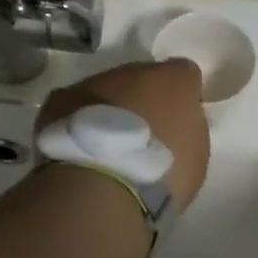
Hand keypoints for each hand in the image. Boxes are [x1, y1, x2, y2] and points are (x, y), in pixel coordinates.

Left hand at [35, 58, 210, 210]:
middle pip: (144, 78)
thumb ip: (189, 129)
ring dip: (111, 109)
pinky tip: (80, 147)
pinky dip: (80, 120)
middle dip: (144, 100)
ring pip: (107, 89)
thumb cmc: (161, 173)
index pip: (185, 74)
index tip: (179, 121)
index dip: (183, 95)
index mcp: (175, 81)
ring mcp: (95, 81)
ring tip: (107, 145)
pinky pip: (76, 105)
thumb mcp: (196, 156)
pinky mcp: (61, 98)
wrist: (101, 186)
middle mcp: (135, 70)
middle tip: (142, 135)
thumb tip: (177, 124)